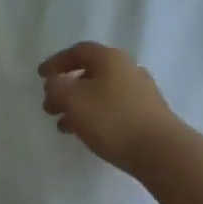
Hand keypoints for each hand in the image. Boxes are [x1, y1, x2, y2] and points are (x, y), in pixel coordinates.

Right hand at [40, 42, 185, 173]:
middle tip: (50, 106)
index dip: (56, 62)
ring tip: (64, 126)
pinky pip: (114, 108)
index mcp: (109, 57)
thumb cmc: (112, 119)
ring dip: (80, 105)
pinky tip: (88, 134)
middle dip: (66, 88)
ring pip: (101, 92)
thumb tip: (55, 83)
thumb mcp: (73, 100)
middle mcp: (127, 67)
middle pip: (90, 72)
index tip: (40, 76)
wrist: (162, 151)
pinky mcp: (149, 113)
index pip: (77, 52)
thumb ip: (56, 87)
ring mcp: (141, 91)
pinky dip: (96, 116)